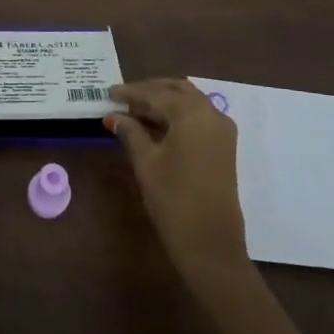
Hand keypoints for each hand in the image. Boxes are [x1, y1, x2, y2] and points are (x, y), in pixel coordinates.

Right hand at [108, 78, 249, 284]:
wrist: (210, 243)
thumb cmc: (173, 199)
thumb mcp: (146, 162)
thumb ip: (130, 132)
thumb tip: (114, 116)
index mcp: (192, 114)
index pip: (157, 93)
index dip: (131, 92)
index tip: (109, 92)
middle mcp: (212, 114)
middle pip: (177, 90)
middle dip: (150, 91)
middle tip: (123, 100)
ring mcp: (222, 130)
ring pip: (190, 102)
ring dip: (164, 102)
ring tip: (135, 113)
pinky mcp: (224, 146)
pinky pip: (198, 117)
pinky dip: (177, 115)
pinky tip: (156, 126)